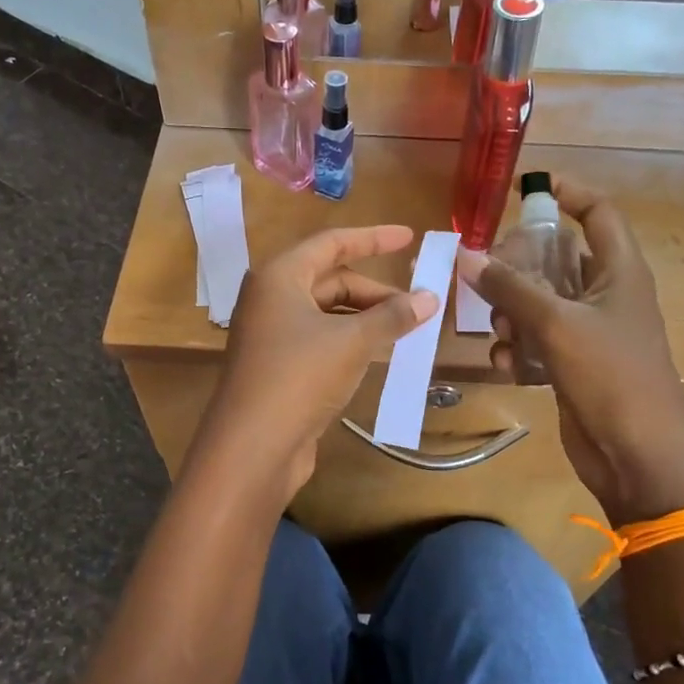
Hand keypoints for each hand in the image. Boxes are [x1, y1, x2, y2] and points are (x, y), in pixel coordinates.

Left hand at [195, 224, 439, 500]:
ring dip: (366, 318)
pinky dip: (350, 341)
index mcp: (279, 276)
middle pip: (330, 280)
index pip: (332, 243)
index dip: (373, 238)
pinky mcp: (277, 366)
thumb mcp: (353, 342)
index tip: (410, 237)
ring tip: (405, 331)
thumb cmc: (300, 377)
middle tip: (418, 306)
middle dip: (375, 291)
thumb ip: (392, 316)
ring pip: (327, 313)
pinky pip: (321, 340)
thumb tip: (430, 298)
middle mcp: (270, 298)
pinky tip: (378, 354)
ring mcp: (271, 334)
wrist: (253, 446)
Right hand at [459, 176, 683, 522]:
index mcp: (619, 272)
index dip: (568, 193)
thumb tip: (468, 256)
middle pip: (557, 259)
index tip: (526, 188)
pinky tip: (504, 364)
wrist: (638, 455)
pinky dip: (518, 348)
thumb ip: (511, 288)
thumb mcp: (557, 325)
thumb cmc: (611, 376)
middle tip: (486, 272)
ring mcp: (589, 332)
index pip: (598, 214)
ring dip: (512, 311)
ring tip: (498, 328)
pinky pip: (537, 341)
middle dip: (520, 265)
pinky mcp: (573, 365)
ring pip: (540, 302)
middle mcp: (605, 295)